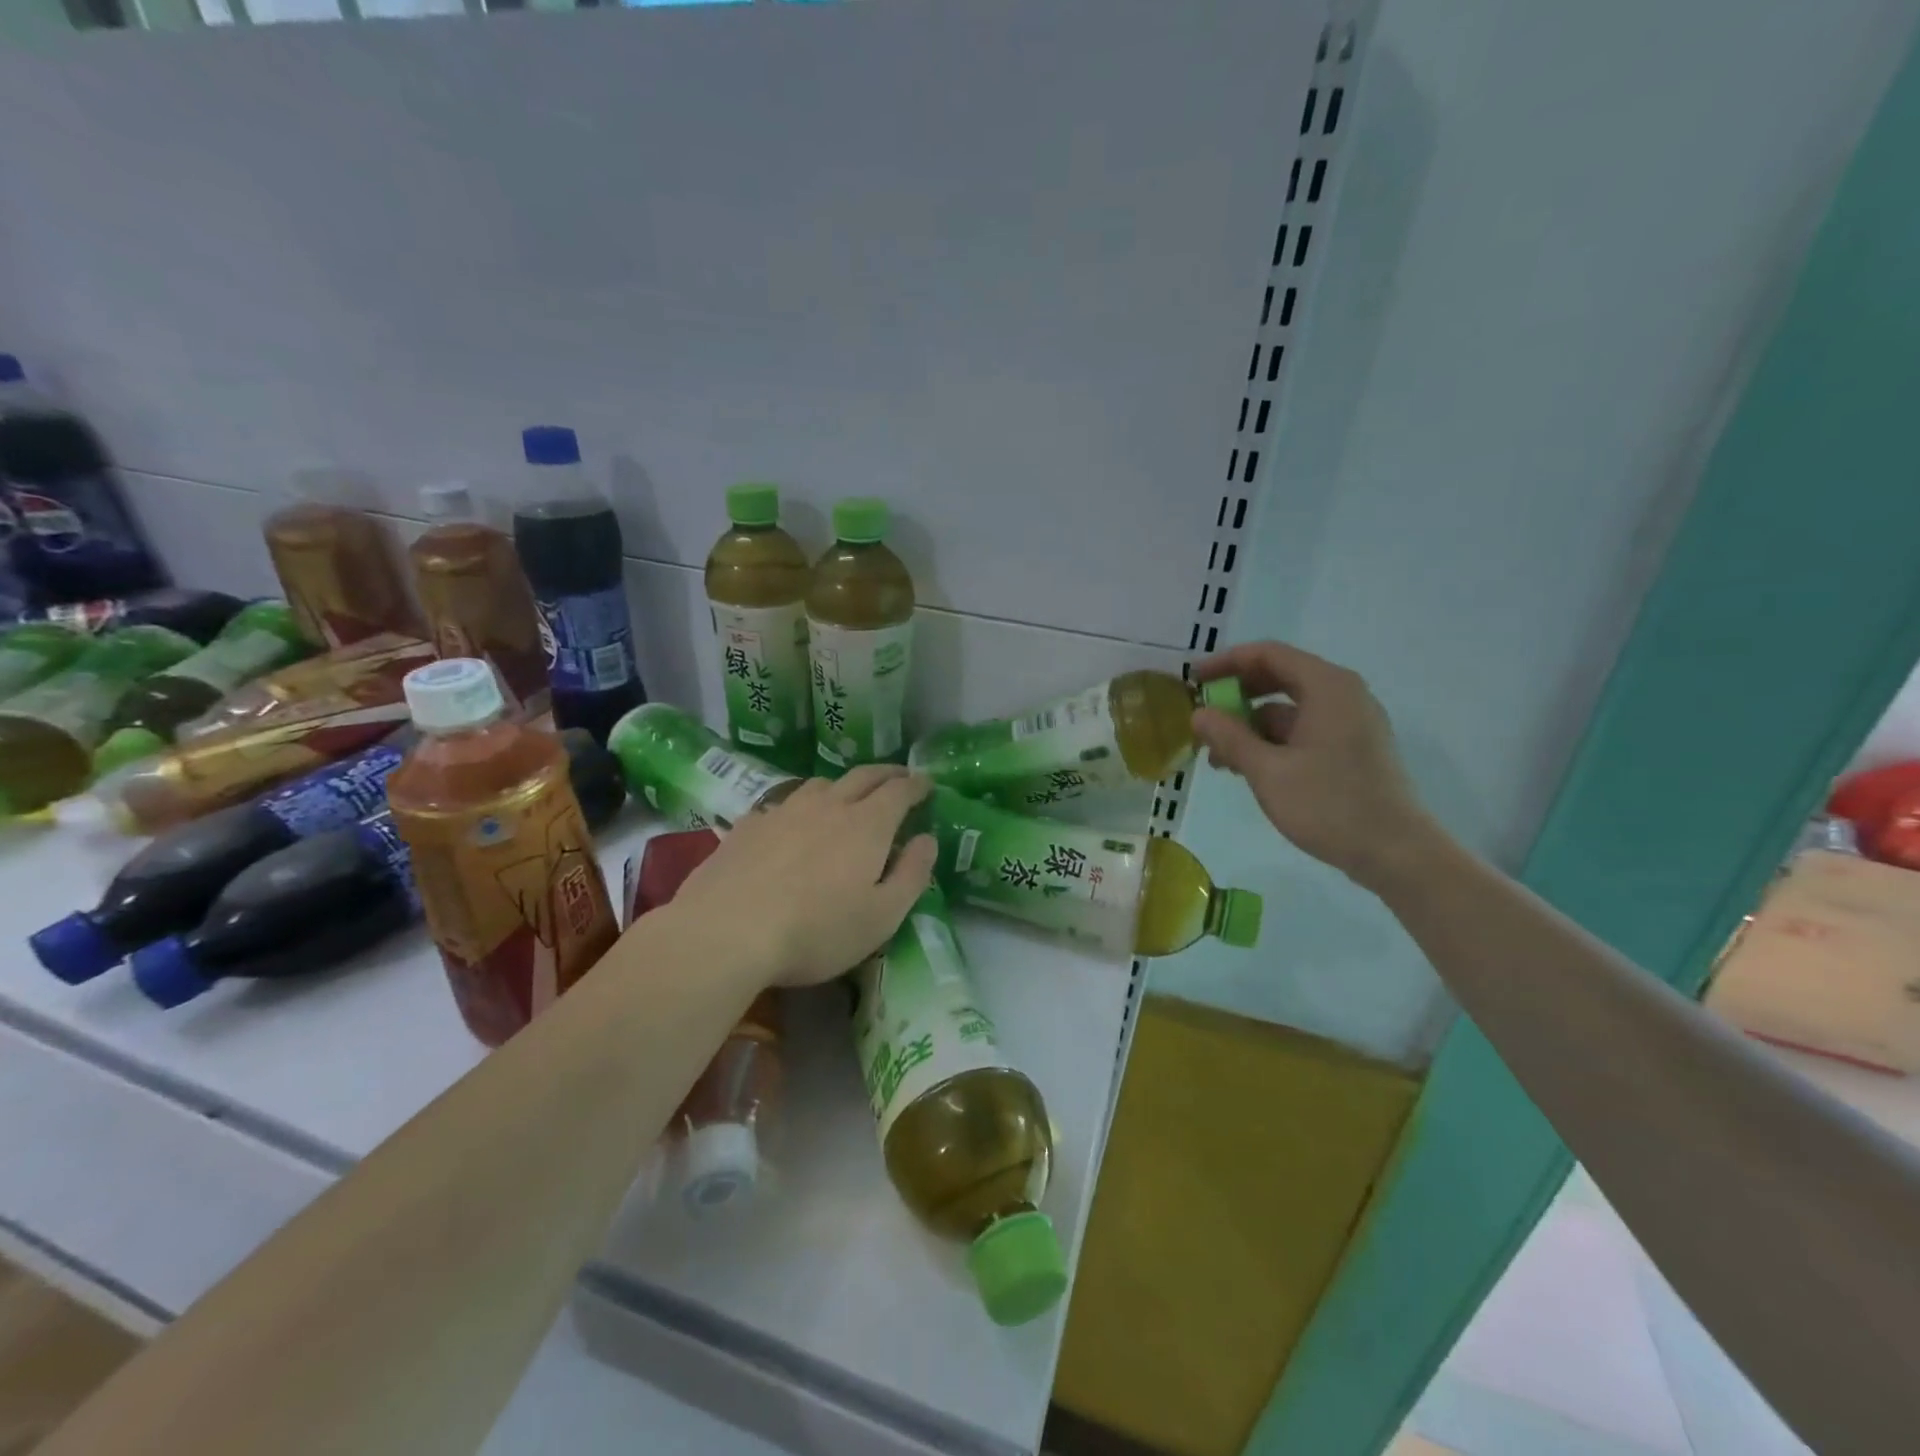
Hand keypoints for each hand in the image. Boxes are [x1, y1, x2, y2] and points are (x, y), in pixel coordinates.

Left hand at [670, 765, 936, 987]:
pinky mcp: (748, 825)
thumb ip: (912, 874)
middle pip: (862, 776)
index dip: (916, 785)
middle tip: (899, 776)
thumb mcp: (882, 916)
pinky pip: (783, 804)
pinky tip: (792, 823)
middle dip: (886, 773)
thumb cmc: (816, 931)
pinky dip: (800, 806)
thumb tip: (928, 839)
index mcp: (867, 825)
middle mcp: (828, 806)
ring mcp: (784, 811)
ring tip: (847, 796)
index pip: (899, 791)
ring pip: (820, 785)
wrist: (726, 932)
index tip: (927, 783)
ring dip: (842, 785)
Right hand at [1190, 641, 1438, 890]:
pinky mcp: (1353, 748)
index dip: (1225, 663)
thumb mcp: (1268, 771)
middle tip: (1202, 716)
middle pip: (1279, 677)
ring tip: (1217, 756)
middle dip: (1236, 695)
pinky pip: (1304, 730)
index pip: (1268, 654)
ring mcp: (1351, 721)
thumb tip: (1198, 714)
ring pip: (1289, 708)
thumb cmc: (1329, 805)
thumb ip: (1230, 737)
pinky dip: (1273, 741)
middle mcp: (1343, 694)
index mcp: (1327, 686)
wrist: (1397, 853)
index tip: (1192, 681)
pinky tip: (1248, 768)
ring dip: (1250, 725)